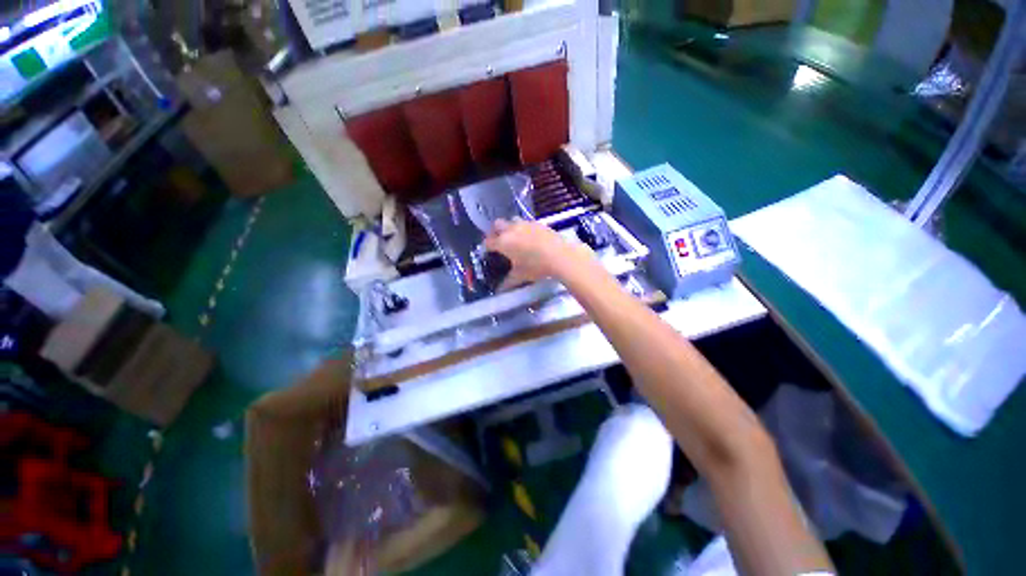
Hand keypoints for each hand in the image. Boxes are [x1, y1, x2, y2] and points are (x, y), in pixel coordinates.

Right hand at [485, 218, 586, 286]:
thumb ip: (508, 282)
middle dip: (495, 232)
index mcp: (503, 242)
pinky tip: (530, 239)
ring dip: (509, 228)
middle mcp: (511, 229)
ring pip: (511, 221)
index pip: (488, 242)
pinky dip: (524, 229)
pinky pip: (526, 223)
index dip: (486, 247)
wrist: (560, 255)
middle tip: (499, 243)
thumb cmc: (536, 266)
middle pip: (497, 225)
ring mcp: (525, 224)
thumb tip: (499, 290)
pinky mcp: (537, 223)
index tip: (488, 252)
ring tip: (515, 239)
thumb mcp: (520, 276)